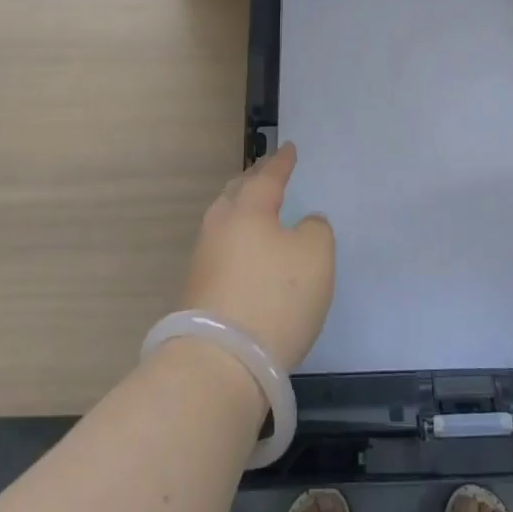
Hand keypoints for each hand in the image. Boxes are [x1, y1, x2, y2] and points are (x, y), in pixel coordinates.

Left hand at [183, 143, 334, 370]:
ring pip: (224, 222)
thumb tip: (303, 224)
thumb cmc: (274, 298)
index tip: (288, 148)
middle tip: (266, 172)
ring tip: (255, 210)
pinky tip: (246, 255)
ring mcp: (203, 260)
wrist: (220, 363)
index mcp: (248, 209)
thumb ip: (315, 231)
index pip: (268, 176)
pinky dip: (236, 243)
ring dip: (241, 211)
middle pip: (237, 194)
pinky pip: (221, 251)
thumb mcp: (315, 257)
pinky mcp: (197, 292)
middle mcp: (220, 227)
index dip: (281, 163)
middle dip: (253, 181)